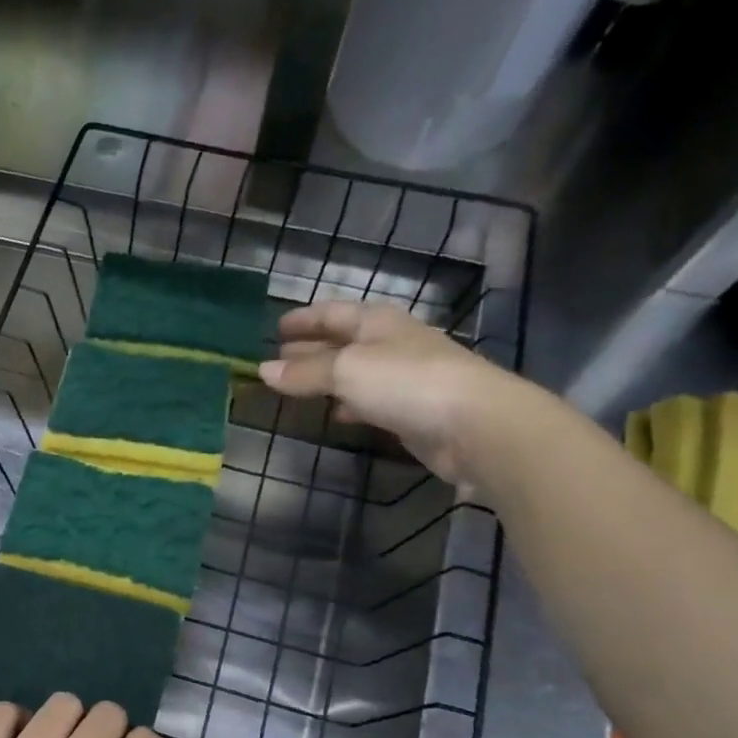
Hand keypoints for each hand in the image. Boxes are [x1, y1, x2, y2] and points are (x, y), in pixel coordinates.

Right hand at [258, 301, 533, 487]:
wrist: (474, 425)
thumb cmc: (406, 382)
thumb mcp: (346, 371)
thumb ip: (304, 372)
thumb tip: (263, 370)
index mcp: (377, 322)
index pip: (333, 312)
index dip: (304, 318)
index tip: (275, 327)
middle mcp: (391, 343)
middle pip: (344, 341)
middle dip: (311, 347)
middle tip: (278, 358)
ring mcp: (404, 378)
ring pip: (355, 372)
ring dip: (327, 377)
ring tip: (296, 386)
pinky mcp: (411, 411)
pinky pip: (370, 400)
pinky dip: (348, 403)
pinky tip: (336, 414)